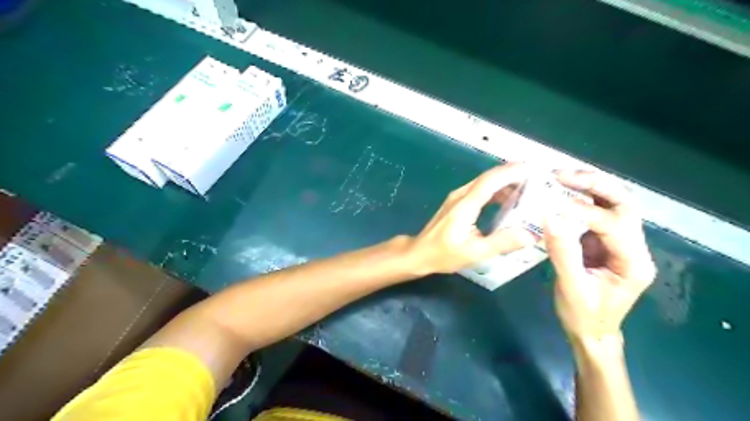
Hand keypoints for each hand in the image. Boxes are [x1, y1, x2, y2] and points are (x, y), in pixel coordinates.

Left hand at [409, 164, 539, 276]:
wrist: (420, 253)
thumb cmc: (444, 254)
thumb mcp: (474, 252)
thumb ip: (502, 243)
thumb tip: (531, 234)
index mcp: (465, 205)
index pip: (490, 181)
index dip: (511, 172)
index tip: (532, 169)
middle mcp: (460, 196)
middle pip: (488, 178)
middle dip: (512, 174)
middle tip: (536, 178)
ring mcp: (457, 198)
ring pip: (483, 183)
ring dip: (504, 182)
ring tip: (527, 188)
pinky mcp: (456, 203)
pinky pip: (478, 190)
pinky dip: (495, 190)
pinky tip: (506, 200)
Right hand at [547, 170, 657, 339]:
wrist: (591, 332)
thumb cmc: (584, 315)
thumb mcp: (571, 287)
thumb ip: (563, 252)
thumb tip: (550, 216)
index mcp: (634, 262)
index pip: (614, 225)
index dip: (584, 212)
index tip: (553, 204)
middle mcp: (633, 247)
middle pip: (624, 204)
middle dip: (595, 185)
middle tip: (563, 175)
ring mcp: (620, 242)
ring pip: (613, 204)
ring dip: (589, 186)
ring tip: (561, 176)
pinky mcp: (603, 241)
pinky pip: (596, 212)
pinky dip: (580, 198)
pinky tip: (561, 192)